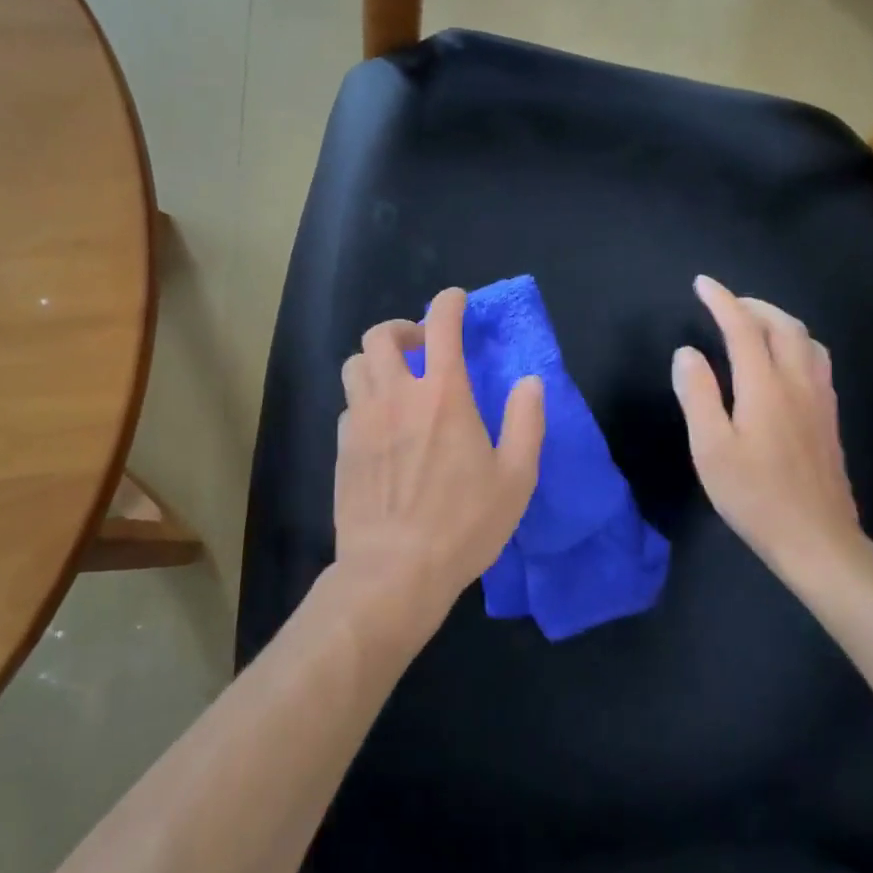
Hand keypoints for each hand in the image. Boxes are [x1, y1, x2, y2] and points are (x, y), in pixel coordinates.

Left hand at [332, 287, 545, 636]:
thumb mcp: (516, 477)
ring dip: (376, 361)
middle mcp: (396, 395)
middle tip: (421, 346)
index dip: (449, 303)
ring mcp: (362, 420)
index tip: (456, 301)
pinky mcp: (342, 447)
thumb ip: (526, 421)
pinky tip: (380, 425)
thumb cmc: (463, 525)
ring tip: (396, 380)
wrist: (393, 572)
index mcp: (443, 395)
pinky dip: (365, 400)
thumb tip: (529, 382)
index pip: (441, 325)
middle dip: (402, 329)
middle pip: (381, 334)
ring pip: (354, 364)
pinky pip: (348, 404)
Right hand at [671, 275, 864, 576]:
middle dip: (753, 305)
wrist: (817, 540)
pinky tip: (782, 362)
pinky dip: (795, 342)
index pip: (743, 327)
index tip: (703, 284)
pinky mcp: (830, 418)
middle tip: (725, 304)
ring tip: (754, 325)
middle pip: (783, 325)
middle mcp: (798, 382)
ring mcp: (820, 400)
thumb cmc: (755, 496)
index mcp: (765, 386)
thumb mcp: (710, 448)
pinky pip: (816, 360)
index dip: (722, 301)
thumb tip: (687, 353)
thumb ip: (698, 394)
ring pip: (807, 340)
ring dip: (779, 321)